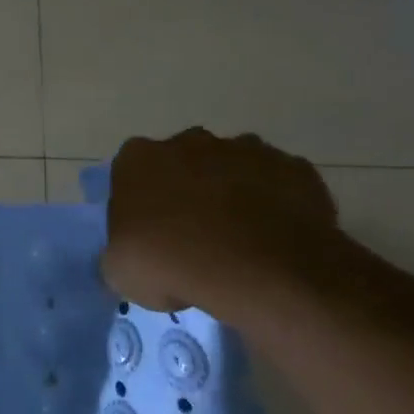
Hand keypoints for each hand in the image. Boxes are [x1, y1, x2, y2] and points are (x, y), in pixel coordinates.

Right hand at [102, 128, 344, 325]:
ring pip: (233, 168)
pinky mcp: (292, 167)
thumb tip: (136, 250)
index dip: (142, 202)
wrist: (259, 272)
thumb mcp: (121, 271)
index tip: (150, 233)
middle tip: (195, 236)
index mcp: (139, 159)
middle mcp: (189, 141)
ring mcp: (245, 149)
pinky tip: (275, 240)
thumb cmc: (172, 265)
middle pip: (184, 162)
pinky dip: (277, 205)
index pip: (132, 172)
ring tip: (241, 241)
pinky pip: (279, 184)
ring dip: (233, 194)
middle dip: (189, 189)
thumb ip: (122, 248)